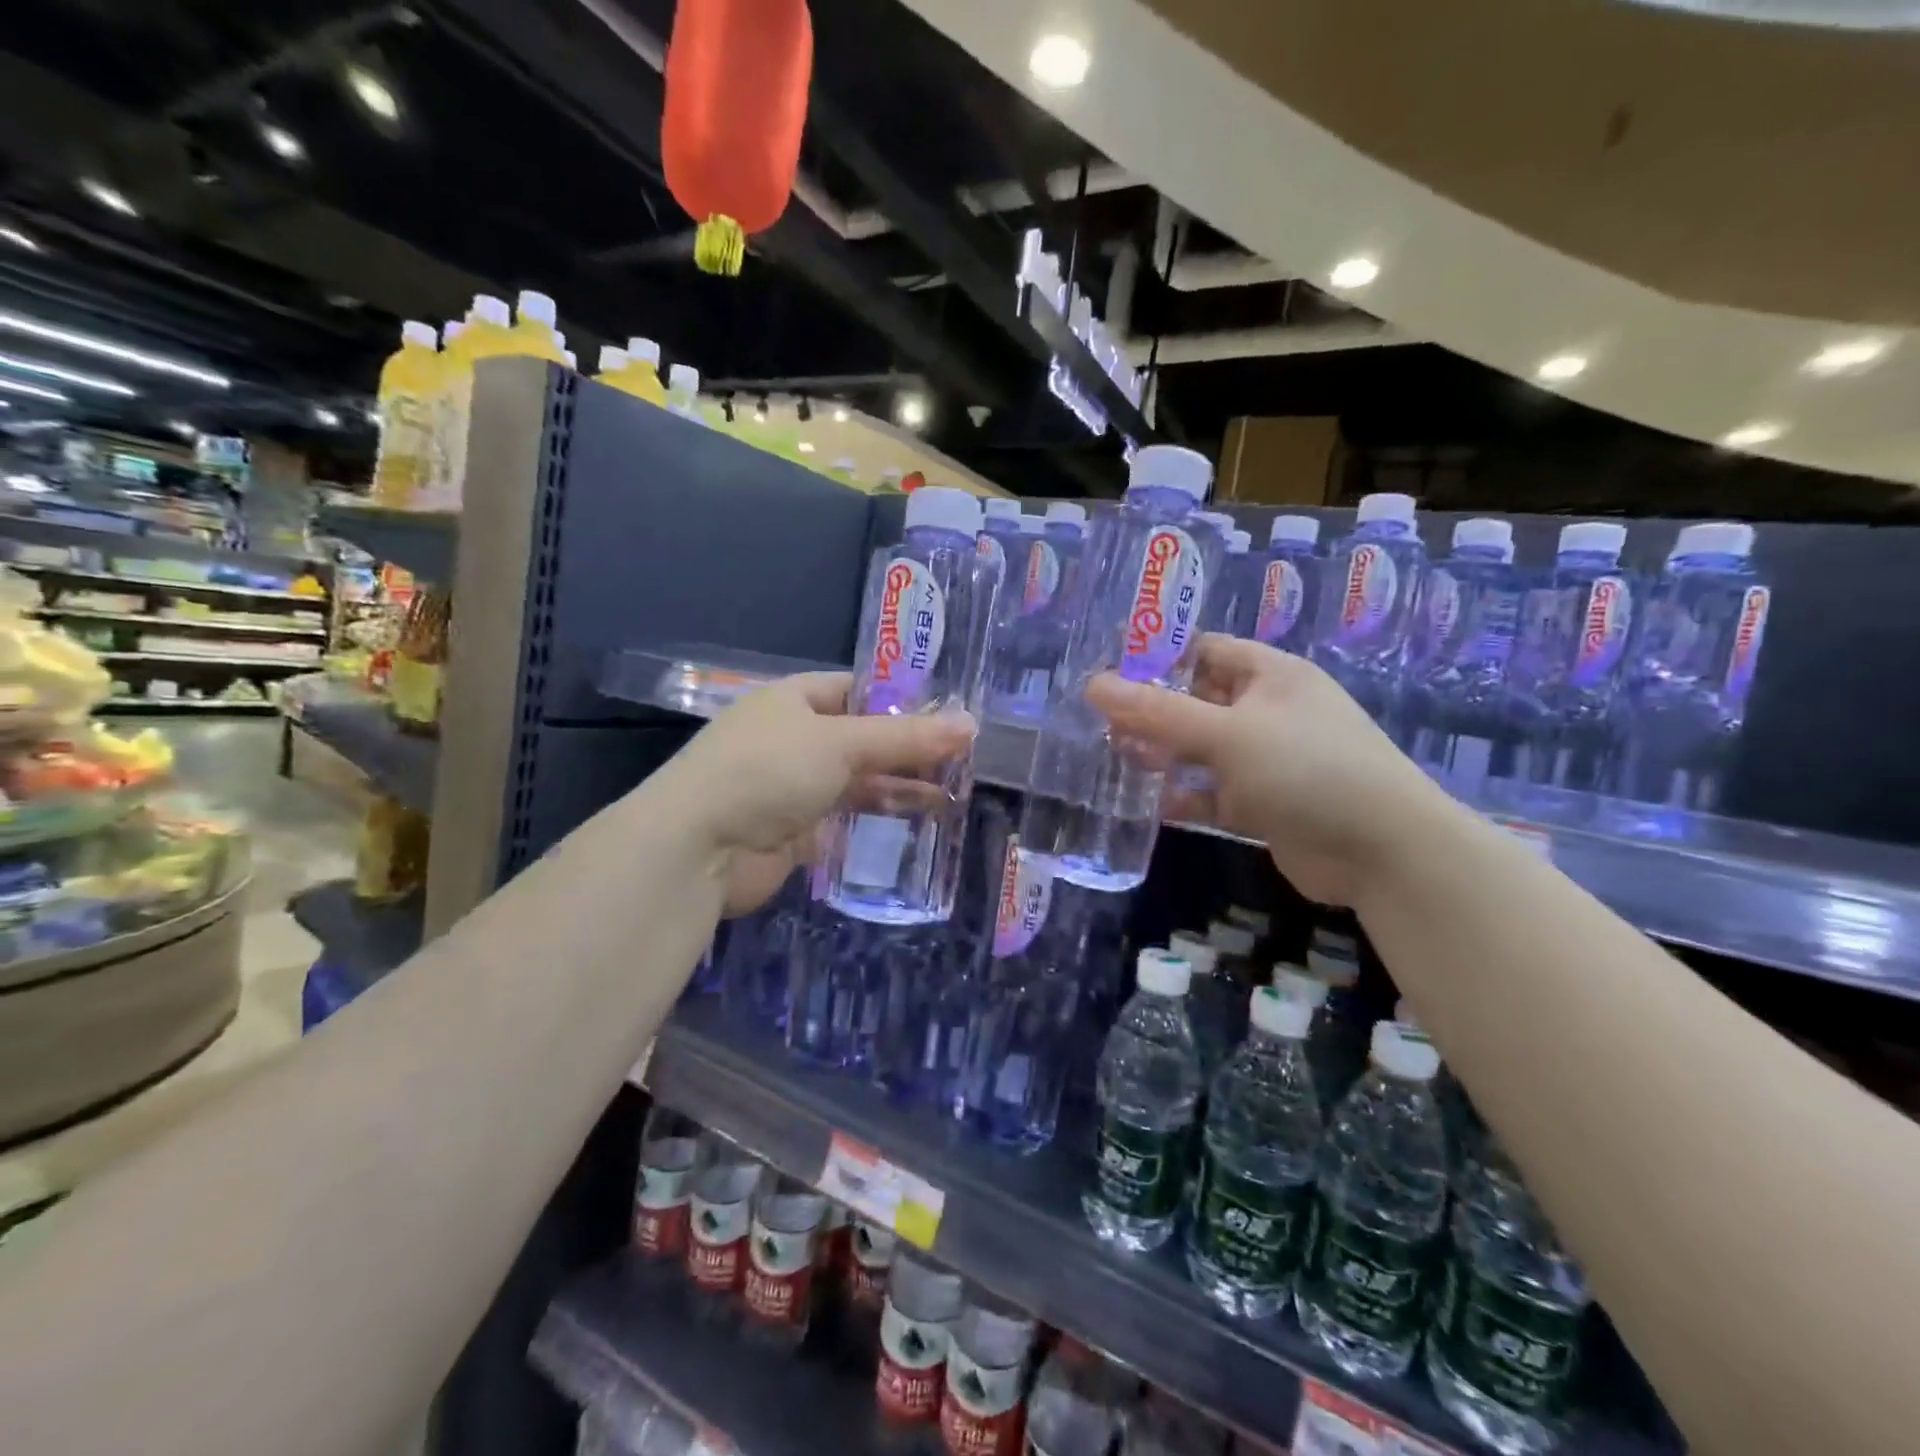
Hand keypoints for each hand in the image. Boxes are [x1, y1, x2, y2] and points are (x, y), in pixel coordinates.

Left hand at [663, 672, 973, 914]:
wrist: (698, 848)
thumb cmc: (768, 771)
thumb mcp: (842, 743)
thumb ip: (906, 737)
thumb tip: (971, 724)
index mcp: (796, 700)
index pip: (859, 689)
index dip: (904, 699)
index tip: (952, 714)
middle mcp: (796, 737)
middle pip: (865, 736)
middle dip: (911, 747)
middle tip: (966, 757)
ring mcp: (795, 785)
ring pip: (861, 778)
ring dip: (903, 783)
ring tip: (958, 790)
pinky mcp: (799, 828)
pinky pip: (849, 815)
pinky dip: (882, 814)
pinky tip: (923, 816)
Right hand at [1086, 636, 1459, 905]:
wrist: (1383, 853)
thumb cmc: (1307, 770)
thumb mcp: (1228, 734)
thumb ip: (1159, 712)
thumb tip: (1093, 684)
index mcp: (1269, 675)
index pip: (1203, 650)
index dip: (1156, 655)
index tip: (1106, 668)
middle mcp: (1266, 711)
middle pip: (1195, 700)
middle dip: (1151, 710)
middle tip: (1099, 721)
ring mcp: (1265, 759)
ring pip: (1200, 749)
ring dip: (1163, 754)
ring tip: (1114, 758)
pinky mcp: (1262, 803)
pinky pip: (1212, 791)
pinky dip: (1185, 796)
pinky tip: (1151, 804)